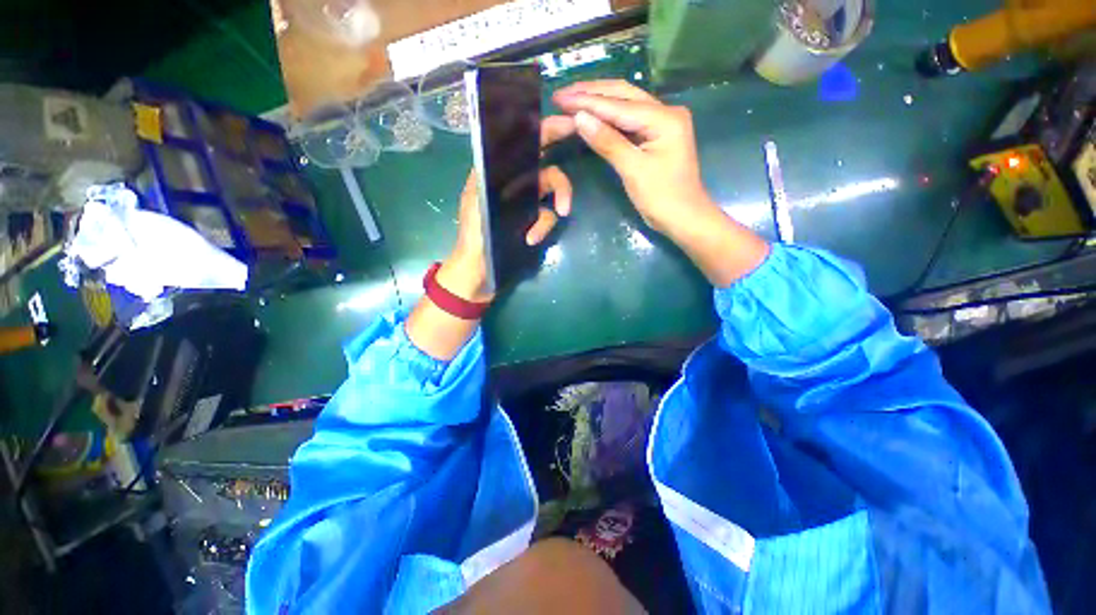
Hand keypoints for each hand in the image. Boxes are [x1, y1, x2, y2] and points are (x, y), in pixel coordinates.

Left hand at [436, 117, 576, 303]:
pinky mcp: (534, 222)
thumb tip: (511, 138)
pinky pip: (547, 218)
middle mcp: (517, 182)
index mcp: (499, 170)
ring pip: (553, 197)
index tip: (569, 125)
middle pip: (549, 172)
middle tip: (565, 204)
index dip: (547, 130)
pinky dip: (542, 229)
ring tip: (538, 232)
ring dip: (549, 216)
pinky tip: (529, 239)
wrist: (478, 268)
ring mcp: (527, 203)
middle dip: (561, 186)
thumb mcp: (477, 198)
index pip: (525, 143)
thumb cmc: (473, 234)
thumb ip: (492, 169)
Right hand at [552, 80, 713, 237]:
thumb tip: (579, 118)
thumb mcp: (633, 170)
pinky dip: (608, 118)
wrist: (684, 219)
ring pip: (625, 105)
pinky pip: (628, 121)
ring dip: (598, 101)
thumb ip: (607, 142)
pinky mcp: (655, 136)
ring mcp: (661, 124)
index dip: (587, 101)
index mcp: (664, 118)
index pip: (618, 105)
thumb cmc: (662, 198)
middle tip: (562, 94)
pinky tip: (592, 115)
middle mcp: (665, 112)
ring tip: (571, 98)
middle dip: (591, 93)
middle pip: (623, 95)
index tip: (560, 98)